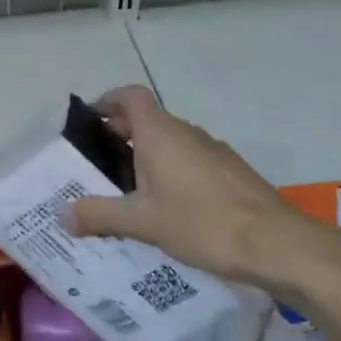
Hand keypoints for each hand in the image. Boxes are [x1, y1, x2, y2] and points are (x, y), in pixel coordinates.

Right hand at [64, 86, 340, 301]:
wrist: (277, 244)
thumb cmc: (202, 223)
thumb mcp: (142, 222)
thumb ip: (99, 215)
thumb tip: (63, 214)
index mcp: (160, 133)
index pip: (130, 96)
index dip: (108, 101)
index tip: (89, 121)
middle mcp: (187, 133)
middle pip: (148, 119)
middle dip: (121, 134)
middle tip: (98, 164)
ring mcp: (214, 151)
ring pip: (171, 142)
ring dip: (147, 156)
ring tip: (128, 190)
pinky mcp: (232, 172)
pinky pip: (191, 161)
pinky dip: (172, 172)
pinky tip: (168, 208)